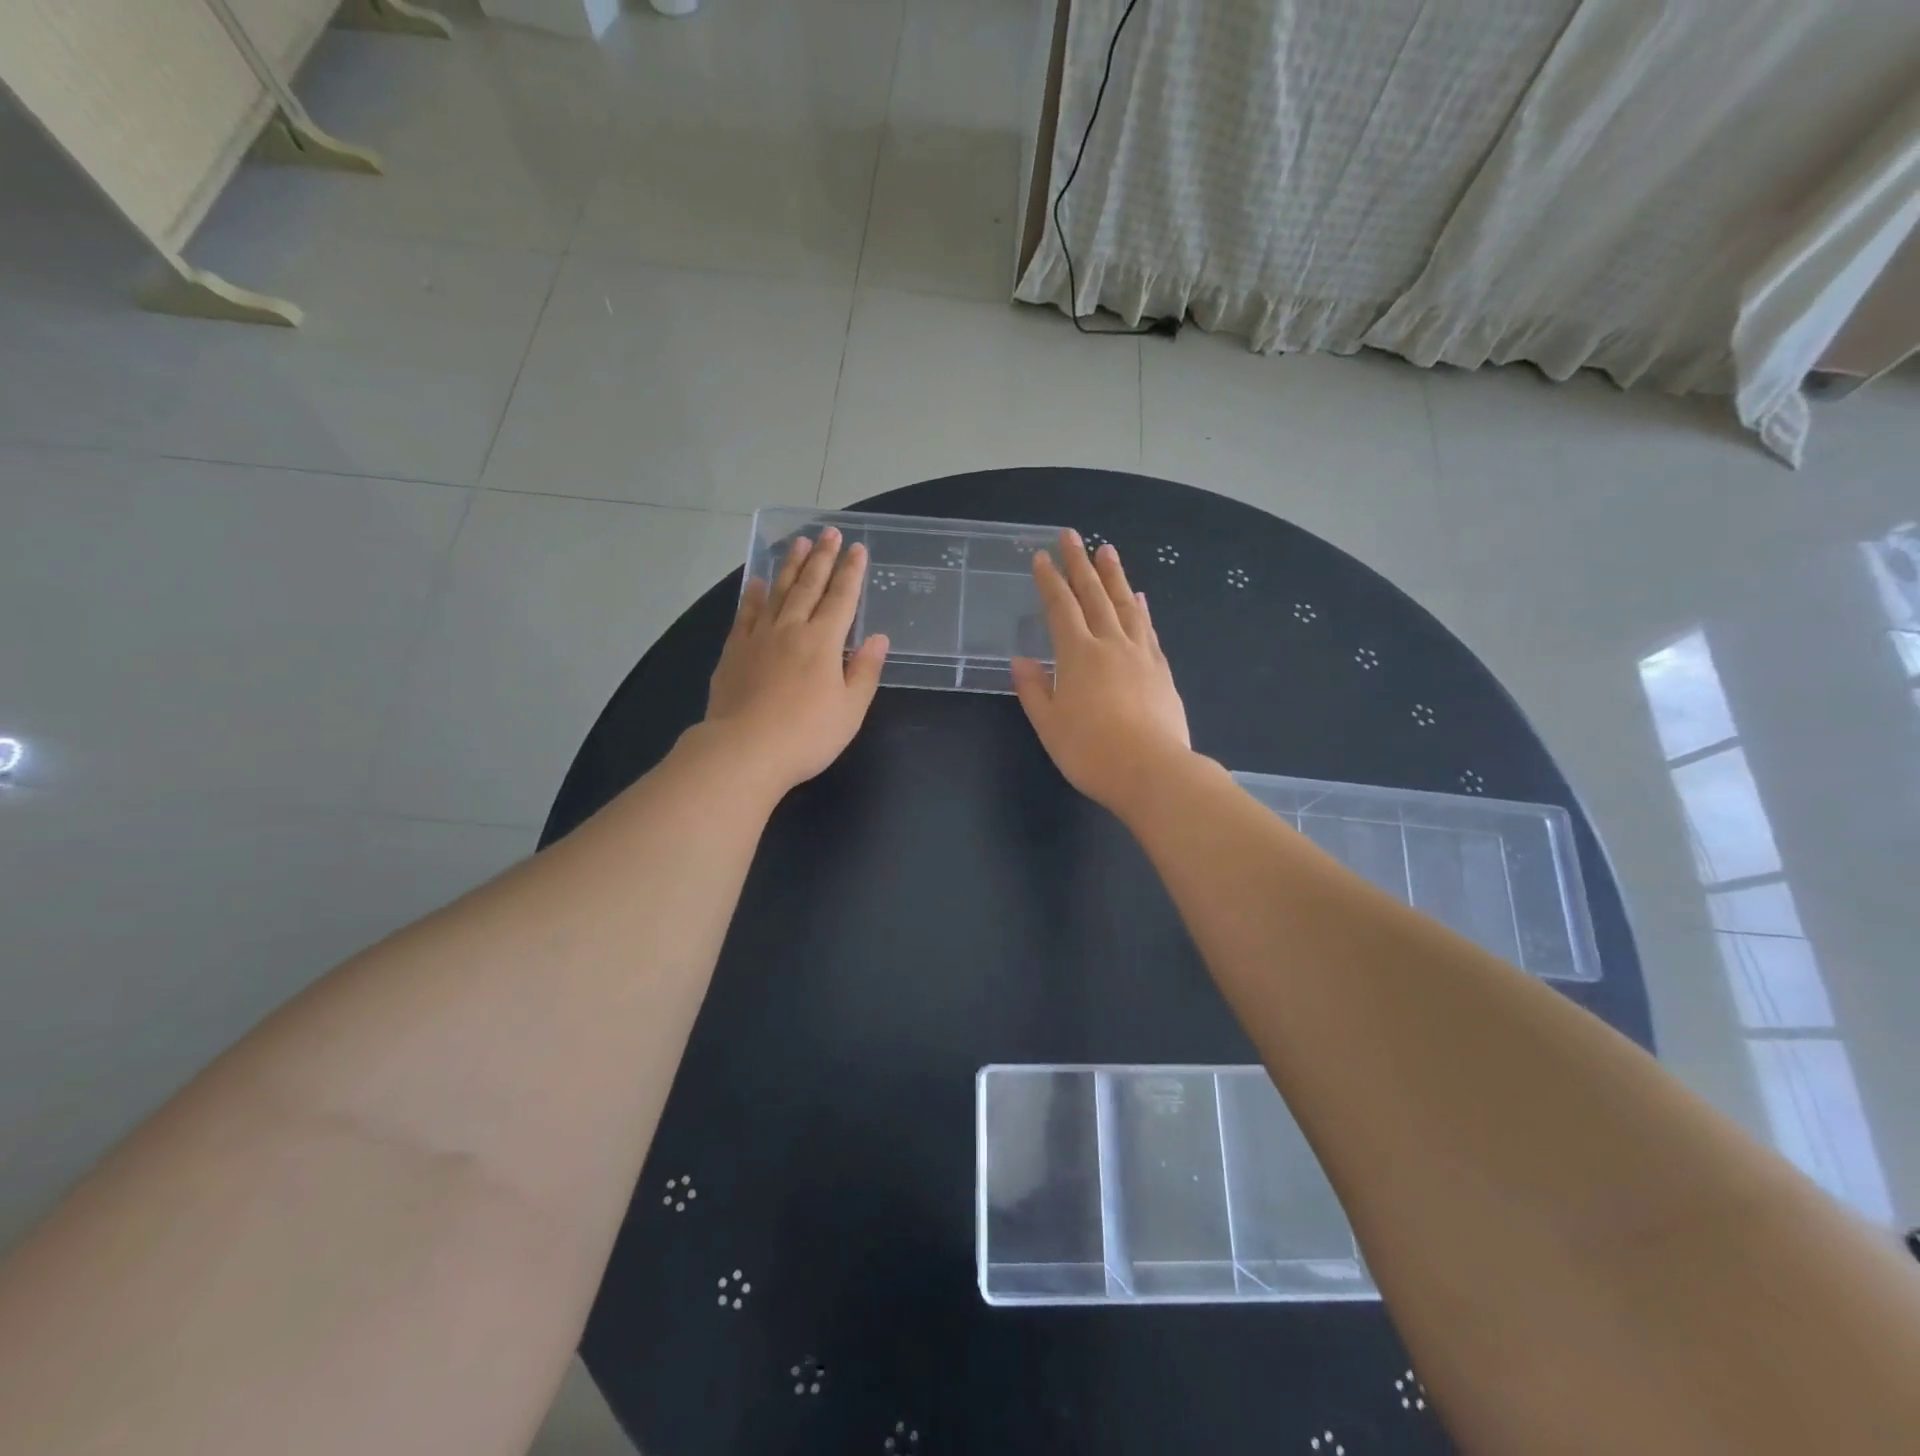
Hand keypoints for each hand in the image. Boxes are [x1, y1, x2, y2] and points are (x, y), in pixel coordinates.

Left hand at [703, 527, 889, 792]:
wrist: (744, 750)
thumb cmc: (807, 735)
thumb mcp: (850, 710)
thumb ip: (865, 671)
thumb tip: (878, 639)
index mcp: (824, 642)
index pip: (842, 599)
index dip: (851, 573)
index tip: (858, 549)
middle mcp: (792, 629)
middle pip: (809, 586)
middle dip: (822, 558)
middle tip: (829, 532)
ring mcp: (759, 637)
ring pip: (777, 592)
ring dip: (790, 566)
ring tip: (799, 544)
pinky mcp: (734, 651)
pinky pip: (746, 614)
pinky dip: (753, 595)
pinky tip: (756, 582)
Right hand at [1010, 529, 1190, 813]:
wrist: (1152, 771)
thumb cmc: (1091, 752)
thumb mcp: (1050, 725)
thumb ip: (1035, 690)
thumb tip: (1021, 661)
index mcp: (1078, 655)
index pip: (1060, 607)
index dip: (1049, 580)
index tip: (1041, 557)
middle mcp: (1110, 644)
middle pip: (1094, 595)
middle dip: (1080, 564)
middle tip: (1072, 535)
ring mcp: (1140, 654)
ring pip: (1125, 605)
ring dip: (1114, 576)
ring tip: (1107, 550)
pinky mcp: (1161, 670)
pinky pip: (1147, 628)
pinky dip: (1140, 608)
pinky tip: (1139, 598)